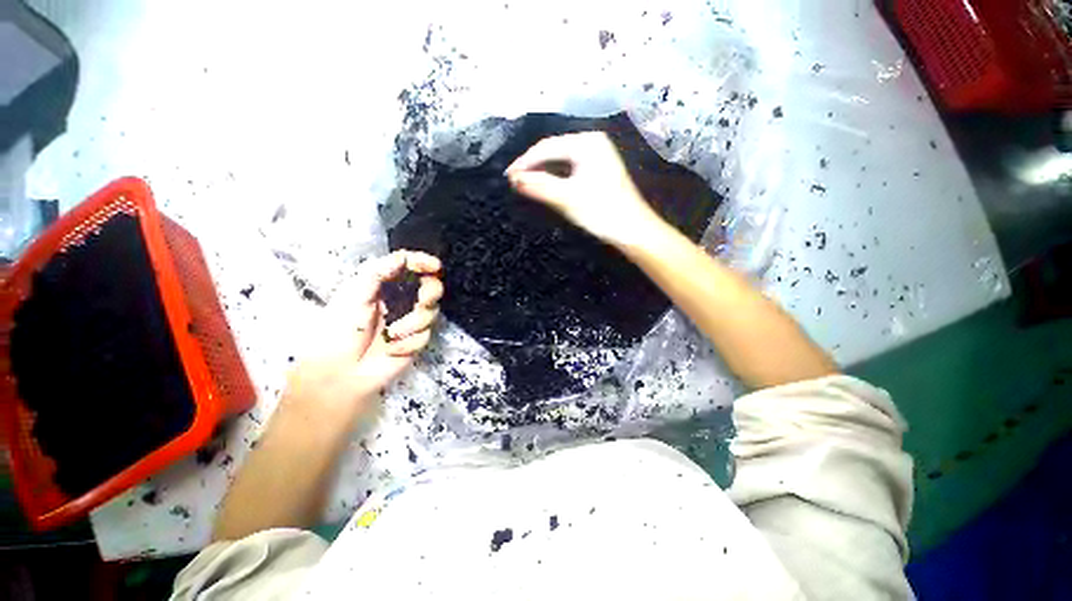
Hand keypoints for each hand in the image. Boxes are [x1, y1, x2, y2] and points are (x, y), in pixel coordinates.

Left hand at [283, 251, 442, 419]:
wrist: (340, 372)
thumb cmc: (340, 330)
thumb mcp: (353, 295)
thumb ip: (378, 273)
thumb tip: (403, 257)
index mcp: (385, 286)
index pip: (410, 268)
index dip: (424, 263)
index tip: (435, 267)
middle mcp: (401, 300)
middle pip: (431, 288)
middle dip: (430, 293)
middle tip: (423, 301)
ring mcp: (410, 321)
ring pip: (431, 313)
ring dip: (413, 324)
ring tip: (391, 335)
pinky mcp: (416, 341)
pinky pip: (425, 336)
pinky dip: (409, 342)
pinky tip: (392, 350)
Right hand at [505, 132, 660, 245]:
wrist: (633, 230)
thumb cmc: (602, 212)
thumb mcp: (567, 198)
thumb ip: (539, 186)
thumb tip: (514, 179)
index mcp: (587, 143)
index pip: (547, 147)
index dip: (525, 162)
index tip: (507, 177)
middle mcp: (592, 143)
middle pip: (553, 151)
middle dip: (533, 166)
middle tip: (513, 181)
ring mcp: (597, 156)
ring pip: (560, 161)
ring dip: (542, 172)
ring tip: (524, 183)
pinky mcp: (598, 170)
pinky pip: (569, 169)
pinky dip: (555, 178)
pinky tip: (544, 185)